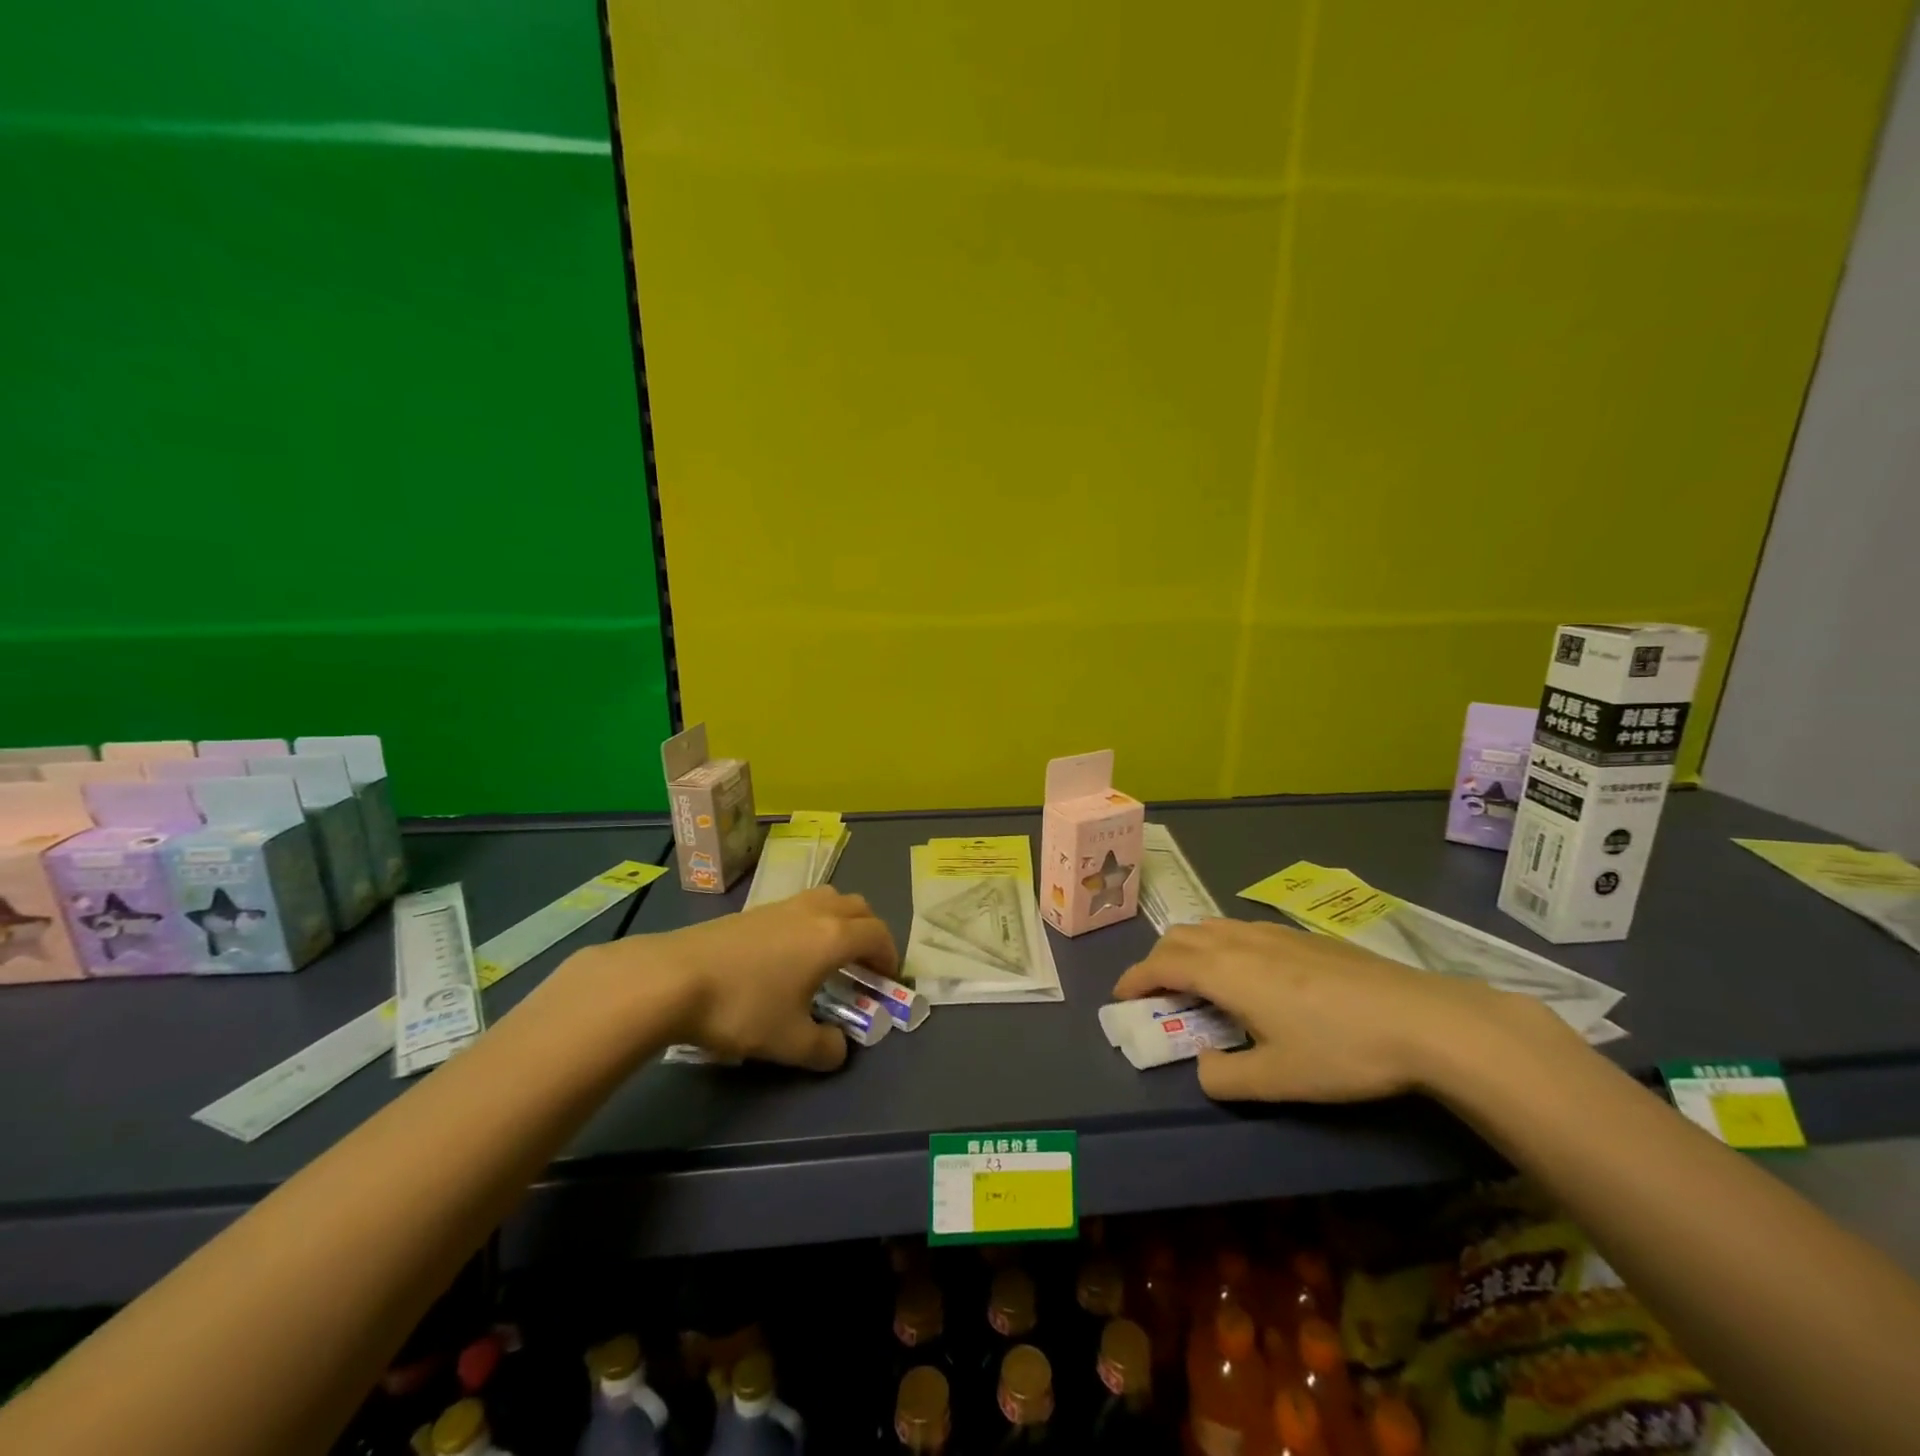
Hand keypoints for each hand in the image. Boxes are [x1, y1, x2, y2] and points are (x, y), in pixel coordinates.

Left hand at [637, 887, 899, 1070]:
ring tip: (829, 953)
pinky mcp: (753, 910)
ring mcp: (781, 906)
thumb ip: (824, 1048)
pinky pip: (799, 906)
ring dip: (841, 920)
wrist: (673, 977)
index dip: (889, 955)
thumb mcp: (789, 1041)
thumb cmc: (743, 1007)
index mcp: (832, 937)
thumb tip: (839, 1049)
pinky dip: (811, 922)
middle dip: (869, 932)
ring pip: (827, 899)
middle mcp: (814, 912)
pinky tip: (789, 954)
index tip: (887, 979)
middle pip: (857, 907)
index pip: (877, 934)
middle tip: (864, 964)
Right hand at [1111, 918, 1561, 1102]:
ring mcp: (1273, 933)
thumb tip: (1203, 1068)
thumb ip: (1227, 1077)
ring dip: (1189, 947)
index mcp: (1225, 972)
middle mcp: (1240, 942)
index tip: (1121, 996)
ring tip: (1196, 977)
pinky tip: (1247, 970)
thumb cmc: (1341, 1051)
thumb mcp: (1278, 1079)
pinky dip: (1220, 943)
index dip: (1135, 978)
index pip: (1162, 965)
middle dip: (1157, 960)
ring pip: (1211, 927)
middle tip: (1156, 991)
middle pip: (1181, 937)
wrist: (1423, 1019)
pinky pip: (1240, 928)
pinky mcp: (1302, 936)